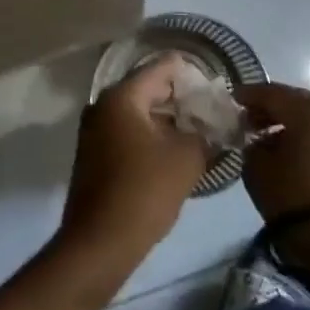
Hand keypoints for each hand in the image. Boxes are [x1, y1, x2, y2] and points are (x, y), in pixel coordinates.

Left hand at [60, 55, 211, 267]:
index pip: (162, 67)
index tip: (215, 88)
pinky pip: (127, 132)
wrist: (99, 242)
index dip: (191, 73)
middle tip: (211, 113)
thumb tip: (213, 126)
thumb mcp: (186, 159)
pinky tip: (173, 153)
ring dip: (166, 120)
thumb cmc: (144, 191)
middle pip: (148, 88)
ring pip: (138, 112)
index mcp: (122, 96)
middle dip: (180, 99)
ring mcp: (94, 129)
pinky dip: (150, 136)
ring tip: (198, 134)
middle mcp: (102, 104)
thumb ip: (204, 134)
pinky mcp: (93, 153)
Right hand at [233, 82, 309, 274]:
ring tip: (266, 142)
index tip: (230, 100)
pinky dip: (304, 138)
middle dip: (269, 109)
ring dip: (287, 125)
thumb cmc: (296, 198)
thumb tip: (255, 140)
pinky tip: (288, 155)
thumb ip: (251, 146)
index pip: (270, 92)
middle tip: (247, 121)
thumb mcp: (258, 170)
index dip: (247, 95)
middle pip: (293, 101)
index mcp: (307, 110)